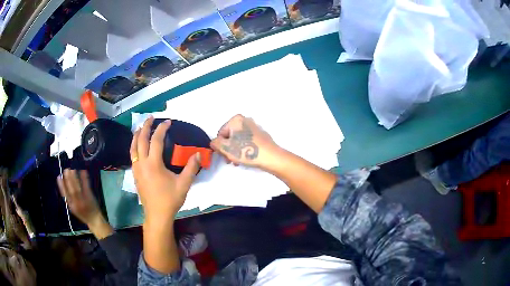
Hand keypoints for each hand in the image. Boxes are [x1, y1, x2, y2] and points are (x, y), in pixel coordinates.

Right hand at [57, 169, 112, 238]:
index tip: (59, 177)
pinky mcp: (91, 197)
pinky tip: (83, 171)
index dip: (61, 186)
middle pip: (72, 191)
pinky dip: (84, 179)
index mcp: (72, 206)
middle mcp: (77, 204)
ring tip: (72, 169)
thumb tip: (62, 184)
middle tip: (66, 170)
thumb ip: (68, 198)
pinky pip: (87, 187)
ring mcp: (84, 200)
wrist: (95, 220)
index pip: (65, 195)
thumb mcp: (73, 208)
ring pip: (78, 189)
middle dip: (68, 180)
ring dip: (75, 178)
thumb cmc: (82, 213)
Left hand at [130, 117, 200, 223]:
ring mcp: (136, 169)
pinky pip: (132, 156)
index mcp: (154, 164)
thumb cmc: (170, 199)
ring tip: (140, 128)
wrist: (157, 215)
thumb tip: (198, 154)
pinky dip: (134, 146)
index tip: (168, 122)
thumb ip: (191, 168)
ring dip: (136, 135)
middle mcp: (142, 163)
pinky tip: (137, 146)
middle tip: (150, 118)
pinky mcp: (134, 175)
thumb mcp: (184, 184)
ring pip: (133, 148)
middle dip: (145, 127)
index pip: (156, 141)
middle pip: (141, 140)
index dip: (162, 129)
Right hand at [211, 114, 280, 169]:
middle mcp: (245, 120)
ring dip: (235, 151)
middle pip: (230, 136)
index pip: (221, 133)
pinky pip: (247, 141)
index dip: (220, 146)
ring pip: (238, 140)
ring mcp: (254, 127)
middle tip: (230, 161)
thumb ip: (215, 143)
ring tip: (238, 162)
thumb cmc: (246, 150)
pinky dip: (244, 149)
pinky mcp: (261, 135)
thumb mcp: (225, 148)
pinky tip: (246, 159)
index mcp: (236, 119)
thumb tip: (214, 142)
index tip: (224, 156)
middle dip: (228, 149)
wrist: (271, 157)